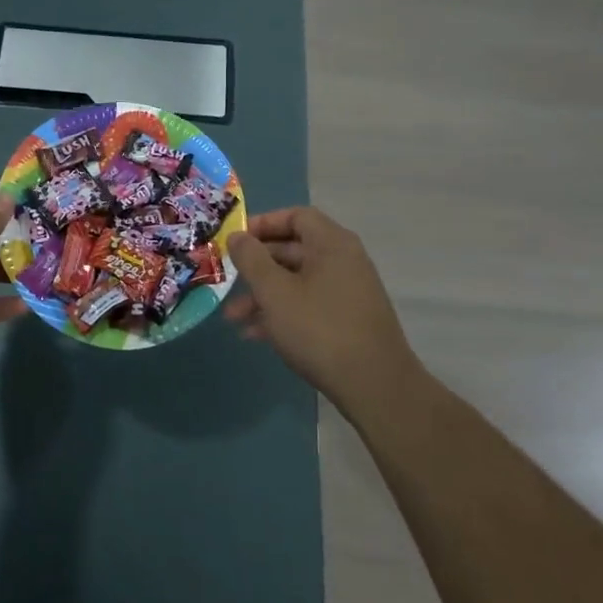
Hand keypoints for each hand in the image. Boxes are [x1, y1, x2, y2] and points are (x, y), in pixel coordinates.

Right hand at [225, 206, 424, 415]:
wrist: (375, 387)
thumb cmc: (319, 329)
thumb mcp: (275, 292)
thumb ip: (251, 259)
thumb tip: (237, 235)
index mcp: (332, 244)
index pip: (296, 216)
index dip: (263, 223)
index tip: (236, 240)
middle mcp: (344, 261)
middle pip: (293, 249)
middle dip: (256, 266)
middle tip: (227, 279)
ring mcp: (348, 292)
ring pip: (297, 281)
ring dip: (263, 295)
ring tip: (233, 318)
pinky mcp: (348, 320)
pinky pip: (308, 304)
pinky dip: (283, 313)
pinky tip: (256, 335)